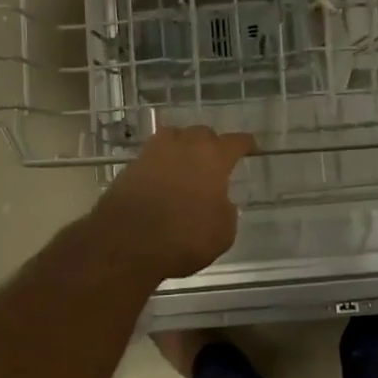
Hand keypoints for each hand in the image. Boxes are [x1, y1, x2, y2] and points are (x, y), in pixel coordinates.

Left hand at [93, 125, 256, 278]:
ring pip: (173, 137)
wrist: (126, 243)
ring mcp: (153, 153)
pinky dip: (161, 164)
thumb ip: (226, 210)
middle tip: (215, 161)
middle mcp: (184, 146)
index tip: (250, 148)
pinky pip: (152, 156)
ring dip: (183, 147)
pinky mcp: (130, 166)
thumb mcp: (223, 233)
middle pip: (202, 134)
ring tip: (186, 163)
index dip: (245, 144)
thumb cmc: (184, 238)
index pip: (235, 141)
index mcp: (213, 158)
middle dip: (211, 144)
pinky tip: (163, 180)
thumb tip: (219, 202)